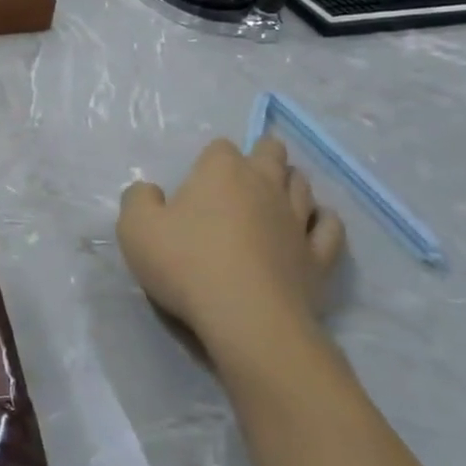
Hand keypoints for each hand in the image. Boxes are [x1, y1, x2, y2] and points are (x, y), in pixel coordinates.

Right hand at [117, 138, 344, 369]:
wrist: (246, 318)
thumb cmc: (186, 264)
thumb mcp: (135, 228)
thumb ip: (138, 199)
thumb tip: (150, 191)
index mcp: (221, 171)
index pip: (221, 147)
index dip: (211, 160)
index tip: (199, 181)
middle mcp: (265, 185)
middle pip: (272, 153)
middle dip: (261, 156)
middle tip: (244, 177)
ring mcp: (297, 219)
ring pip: (303, 186)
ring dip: (290, 184)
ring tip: (275, 197)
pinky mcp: (319, 256)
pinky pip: (329, 227)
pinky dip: (322, 220)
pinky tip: (313, 224)